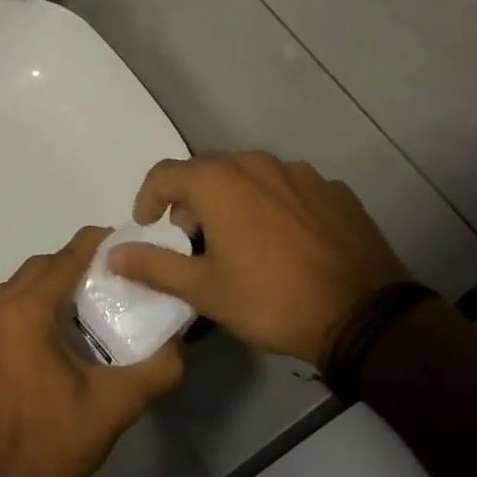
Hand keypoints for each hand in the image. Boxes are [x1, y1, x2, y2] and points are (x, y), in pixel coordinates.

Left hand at [0, 227, 183, 476]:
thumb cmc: (60, 443)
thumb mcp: (118, 404)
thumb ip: (158, 367)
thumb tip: (180, 342)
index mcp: (24, 315)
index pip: (63, 260)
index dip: (92, 245)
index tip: (115, 241)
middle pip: (33, 271)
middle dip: (66, 266)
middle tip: (98, 279)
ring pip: (7, 295)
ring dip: (39, 292)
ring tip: (69, 310)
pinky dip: (13, 320)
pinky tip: (34, 347)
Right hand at [109, 152, 413, 365]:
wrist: (362, 313)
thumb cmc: (271, 299)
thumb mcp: (204, 290)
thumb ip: (154, 266)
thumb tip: (113, 253)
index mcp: (220, 181)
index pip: (165, 173)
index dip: (148, 198)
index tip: (148, 225)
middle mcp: (257, 163)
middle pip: (208, 169)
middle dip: (191, 199)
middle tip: (192, 238)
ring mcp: (300, 173)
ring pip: (250, 174)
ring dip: (232, 198)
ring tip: (238, 239)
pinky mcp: (332, 189)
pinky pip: (287, 187)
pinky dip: (272, 204)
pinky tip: (283, 240)